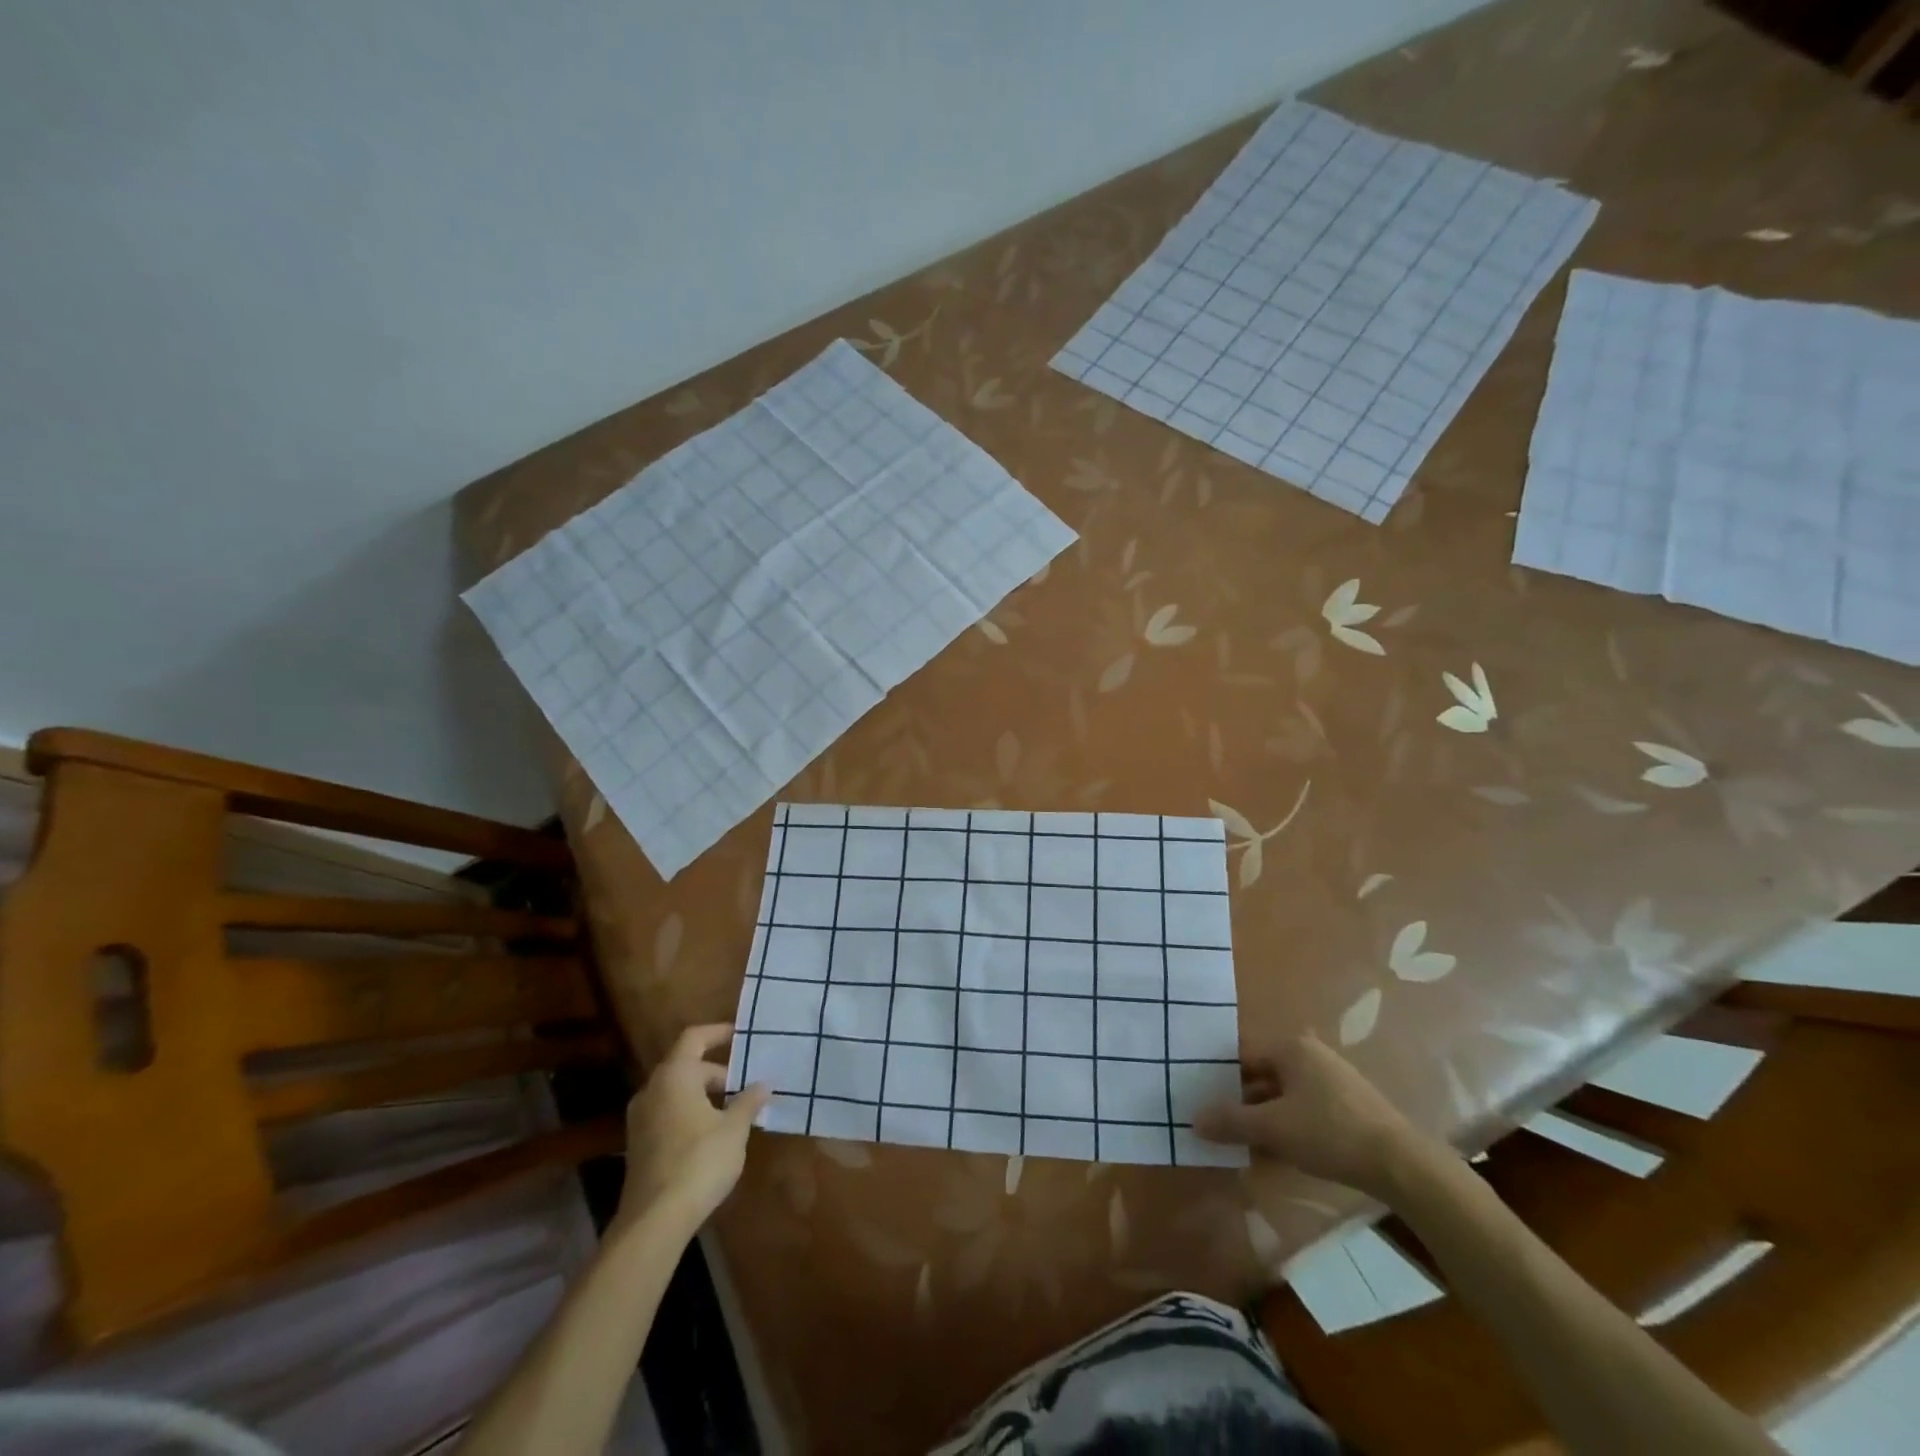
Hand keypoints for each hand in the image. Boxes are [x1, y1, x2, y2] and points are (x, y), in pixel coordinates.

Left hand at [614, 1024, 768, 1232]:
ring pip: (676, 1092)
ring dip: (704, 1094)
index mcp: (674, 1076)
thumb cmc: (699, 1161)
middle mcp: (652, 1090)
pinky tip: (712, 1134)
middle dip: (717, 1072)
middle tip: (746, 1084)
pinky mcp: (639, 1145)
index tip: (741, 1035)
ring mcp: (641, 1119)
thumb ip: (749, 1101)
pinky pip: (668, 1113)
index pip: (695, 1038)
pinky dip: (690, 1113)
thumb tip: (763, 1083)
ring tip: (734, 1109)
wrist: (654, 1220)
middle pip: (686, 1066)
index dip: (719, 1032)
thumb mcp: (734, 1129)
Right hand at [1194, 1034, 1430, 1198]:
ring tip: (1242, 1142)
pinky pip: (1303, 1108)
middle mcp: (1310, 1054)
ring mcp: (1332, 1079)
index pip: (1242, 1054)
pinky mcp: (1348, 1105)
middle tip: (1217, 1123)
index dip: (1218, 1076)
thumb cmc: (1329, 1133)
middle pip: (1262, 1074)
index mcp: (1291, 1047)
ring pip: (1283, 1094)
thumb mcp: (1272, 1128)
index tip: (1200, 1097)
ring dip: (1263, 1117)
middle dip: (1240, 1100)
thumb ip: (1231, 1121)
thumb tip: (1194, 1119)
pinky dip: (1287, 1125)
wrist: (1401, 1165)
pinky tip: (1277, 1152)